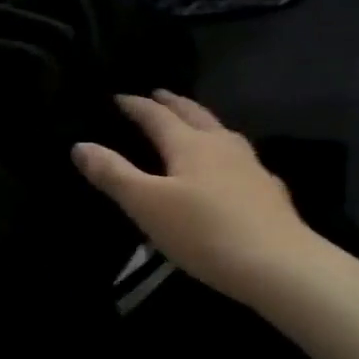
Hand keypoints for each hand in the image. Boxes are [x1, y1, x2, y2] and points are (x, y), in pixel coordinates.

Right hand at [73, 91, 313, 304]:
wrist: (278, 265)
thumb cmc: (203, 231)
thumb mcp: (146, 204)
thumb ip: (113, 174)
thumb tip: (80, 145)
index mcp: (190, 144)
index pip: (156, 115)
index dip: (135, 105)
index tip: (118, 97)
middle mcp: (222, 145)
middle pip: (194, 114)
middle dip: (172, 103)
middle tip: (158, 94)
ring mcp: (250, 166)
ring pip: (221, 133)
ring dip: (201, 122)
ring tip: (192, 123)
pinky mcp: (269, 191)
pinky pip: (240, 159)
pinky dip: (225, 153)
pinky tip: (231, 169)